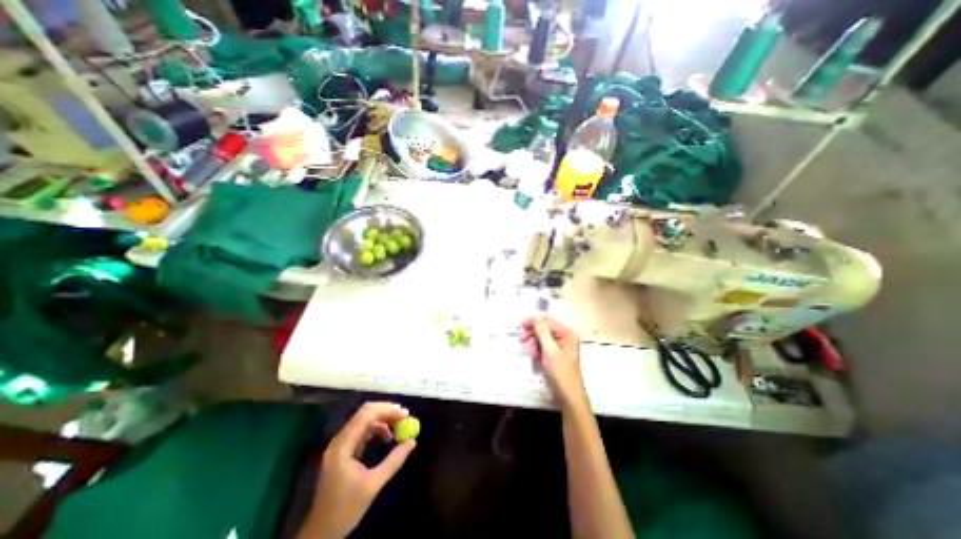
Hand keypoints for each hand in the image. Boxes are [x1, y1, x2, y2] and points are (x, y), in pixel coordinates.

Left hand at [303, 403, 417, 536]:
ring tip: (399, 426)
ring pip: (364, 420)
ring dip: (383, 419)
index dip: (387, 410)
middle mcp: (340, 440)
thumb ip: (394, 460)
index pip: (366, 415)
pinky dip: (377, 428)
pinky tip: (387, 436)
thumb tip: (412, 442)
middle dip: (386, 411)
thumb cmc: (345, 509)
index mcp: (343, 446)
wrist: (320, 533)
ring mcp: (340, 444)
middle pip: (365, 413)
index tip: (405, 414)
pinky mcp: (343, 450)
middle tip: (405, 416)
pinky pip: (362, 430)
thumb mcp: (373, 484)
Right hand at [523, 315, 590, 408]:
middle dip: (533, 334)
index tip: (521, 324)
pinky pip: (543, 348)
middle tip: (521, 339)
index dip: (534, 321)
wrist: (568, 397)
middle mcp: (565, 338)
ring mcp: (560, 347)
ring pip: (542, 339)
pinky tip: (536, 359)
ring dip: (535, 344)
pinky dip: (538, 351)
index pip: (548, 321)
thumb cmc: (561, 373)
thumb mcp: (550, 351)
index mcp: (567, 334)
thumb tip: (536, 317)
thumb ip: (542, 333)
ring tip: (532, 354)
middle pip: (545, 329)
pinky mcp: (556, 355)